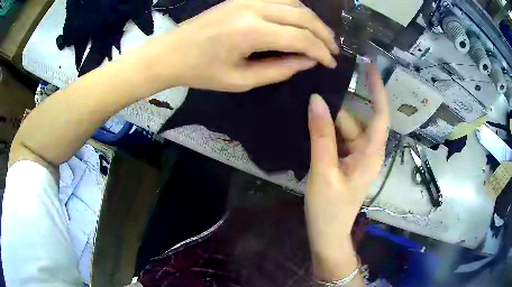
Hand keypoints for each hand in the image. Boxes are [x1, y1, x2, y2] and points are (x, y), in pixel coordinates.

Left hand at [139, 0, 338, 91]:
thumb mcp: (241, 80)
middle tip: (333, 50)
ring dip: (312, 19)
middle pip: (303, 16)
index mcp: (251, 32)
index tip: (331, 63)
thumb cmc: (201, 71)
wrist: (171, 52)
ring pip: (294, 2)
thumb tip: (308, 61)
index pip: (301, 38)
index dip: (321, 52)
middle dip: (324, 34)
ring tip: (321, 36)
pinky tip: (300, 19)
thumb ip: (279, 70)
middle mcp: (253, 8)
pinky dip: (296, 7)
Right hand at [305, 64, 388, 280]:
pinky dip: (326, 133)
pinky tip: (310, 127)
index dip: (377, 89)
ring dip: (328, 121)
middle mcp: (367, 152)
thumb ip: (321, 135)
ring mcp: (356, 158)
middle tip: (311, 93)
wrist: (327, 235)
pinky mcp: (346, 163)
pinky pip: (338, 140)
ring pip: (344, 130)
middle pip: (355, 120)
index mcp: (371, 153)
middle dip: (337, 108)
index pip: (380, 114)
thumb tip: (316, 100)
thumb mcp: (323, 171)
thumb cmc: (329, 209)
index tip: (368, 66)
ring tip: (305, 109)